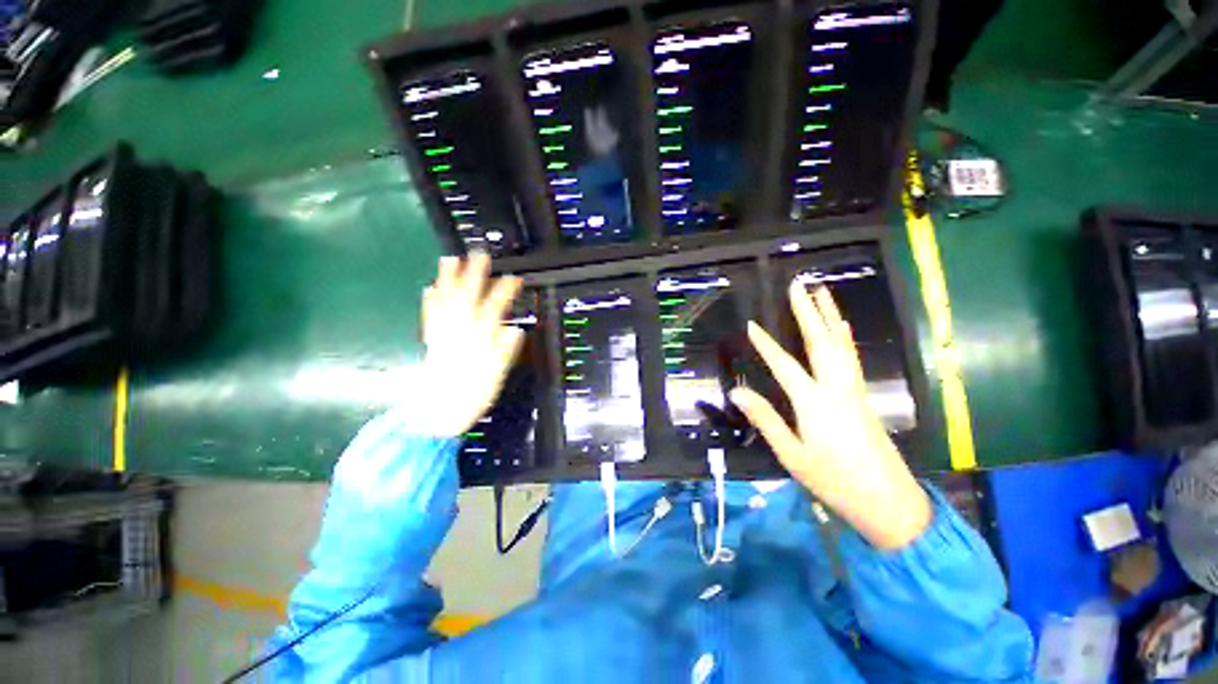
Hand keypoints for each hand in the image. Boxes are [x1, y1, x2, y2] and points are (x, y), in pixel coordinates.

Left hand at [417, 253, 523, 437]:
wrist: (441, 411)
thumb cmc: (473, 394)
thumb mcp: (497, 373)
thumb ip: (505, 349)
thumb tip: (515, 330)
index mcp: (478, 337)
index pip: (494, 307)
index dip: (505, 291)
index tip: (515, 278)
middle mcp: (459, 330)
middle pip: (467, 296)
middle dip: (473, 273)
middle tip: (478, 254)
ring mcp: (442, 333)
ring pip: (444, 301)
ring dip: (447, 279)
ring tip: (449, 259)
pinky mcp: (432, 340)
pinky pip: (430, 315)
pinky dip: (430, 300)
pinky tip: (428, 288)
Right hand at [729, 283, 931, 549]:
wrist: (888, 501)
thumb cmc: (834, 480)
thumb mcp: (791, 454)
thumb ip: (765, 419)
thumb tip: (737, 391)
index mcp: (814, 403)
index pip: (784, 365)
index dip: (766, 345)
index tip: (752, 324)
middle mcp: (836, 388)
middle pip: (821, 342)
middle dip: (808, 312)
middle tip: (800, 285)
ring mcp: (853, 390)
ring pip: (841, 345)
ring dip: (830, 316)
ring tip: (822, 292)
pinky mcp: (863, 396)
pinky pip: (851, 357)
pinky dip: (844, 336)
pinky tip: (842, 327)